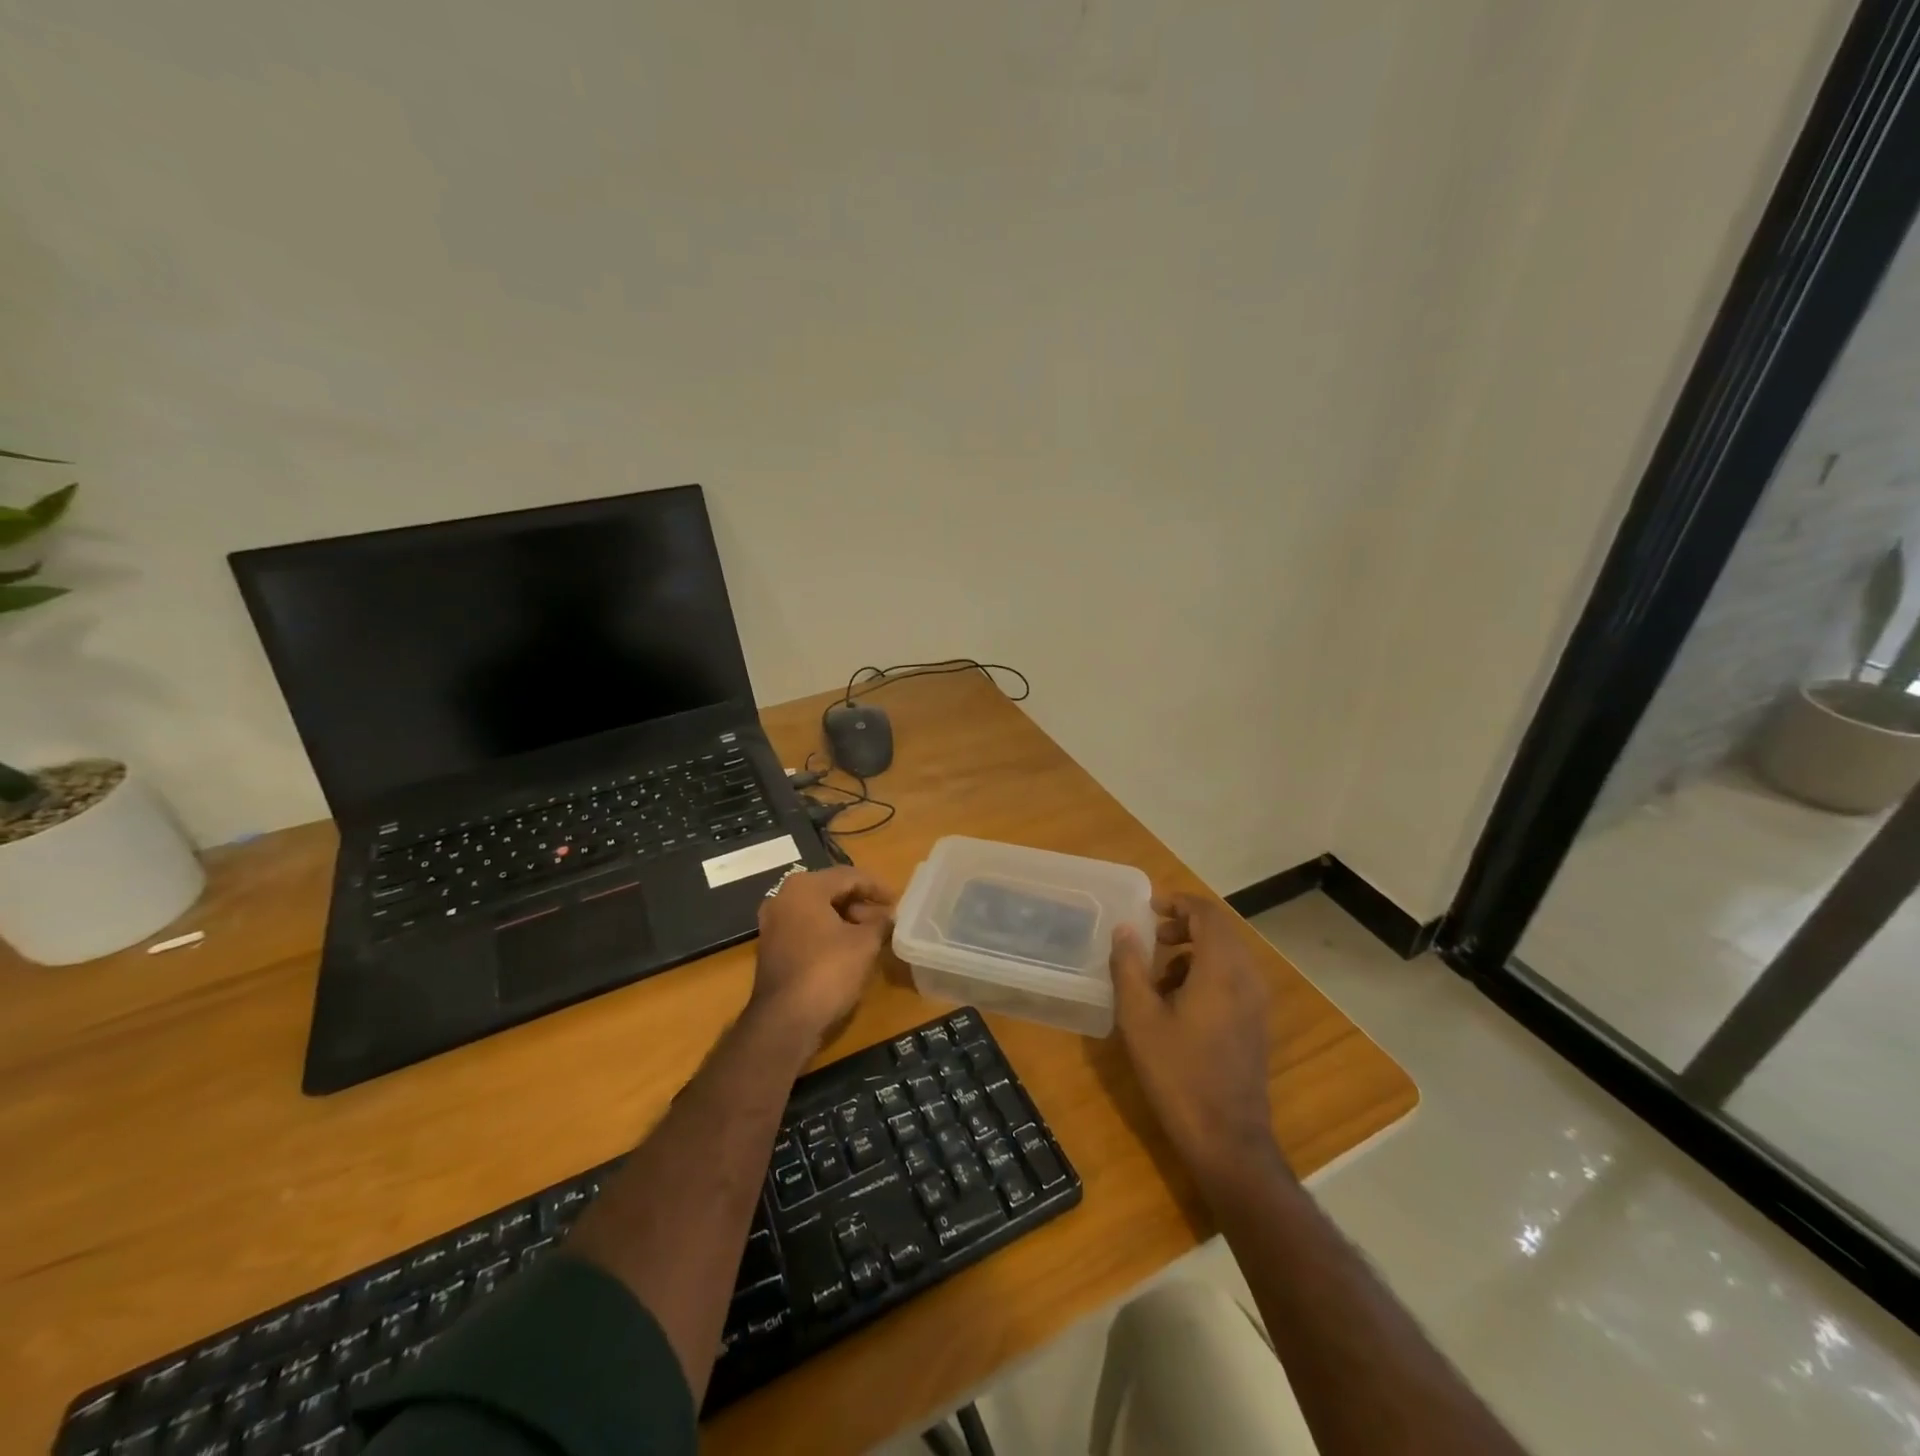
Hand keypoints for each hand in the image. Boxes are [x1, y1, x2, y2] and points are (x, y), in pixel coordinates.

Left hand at [750, 867, 896, 1049]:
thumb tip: (888, 917)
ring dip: (846, 919)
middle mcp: (784, 897)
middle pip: (831, 891)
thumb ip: (880, 922)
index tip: (898, 902)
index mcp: (805, 887)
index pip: (849, 876)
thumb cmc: (828, 971)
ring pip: (818, 911)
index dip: (877, 887)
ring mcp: (773, 923)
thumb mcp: (865, 943)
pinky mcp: (772, 947)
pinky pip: (807, 929)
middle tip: (886, 920)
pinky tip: (849, 949)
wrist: (785, 1021)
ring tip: (872, 936)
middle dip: (861, 904)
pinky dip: (829, 933)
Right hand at [1111, 892, 1281, 1190]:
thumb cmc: (1177, 1073)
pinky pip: (1233, 979)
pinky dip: (1206, 974)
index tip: (1149, 908)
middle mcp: (1247, 978)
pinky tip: (1178, 1005)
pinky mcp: (1256, 1024)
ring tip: (1158, 975)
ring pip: (1227, 956)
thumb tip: (1125, 929)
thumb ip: (1129, 967)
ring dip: (1194, 952)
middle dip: (1184, 926)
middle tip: (1151, 937)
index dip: (1178, 903)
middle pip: (1220, 931)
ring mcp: (1256, 1003)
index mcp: (1221, 969)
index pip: (1207, 914)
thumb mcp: (1139, 1018)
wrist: (1226, 1138)